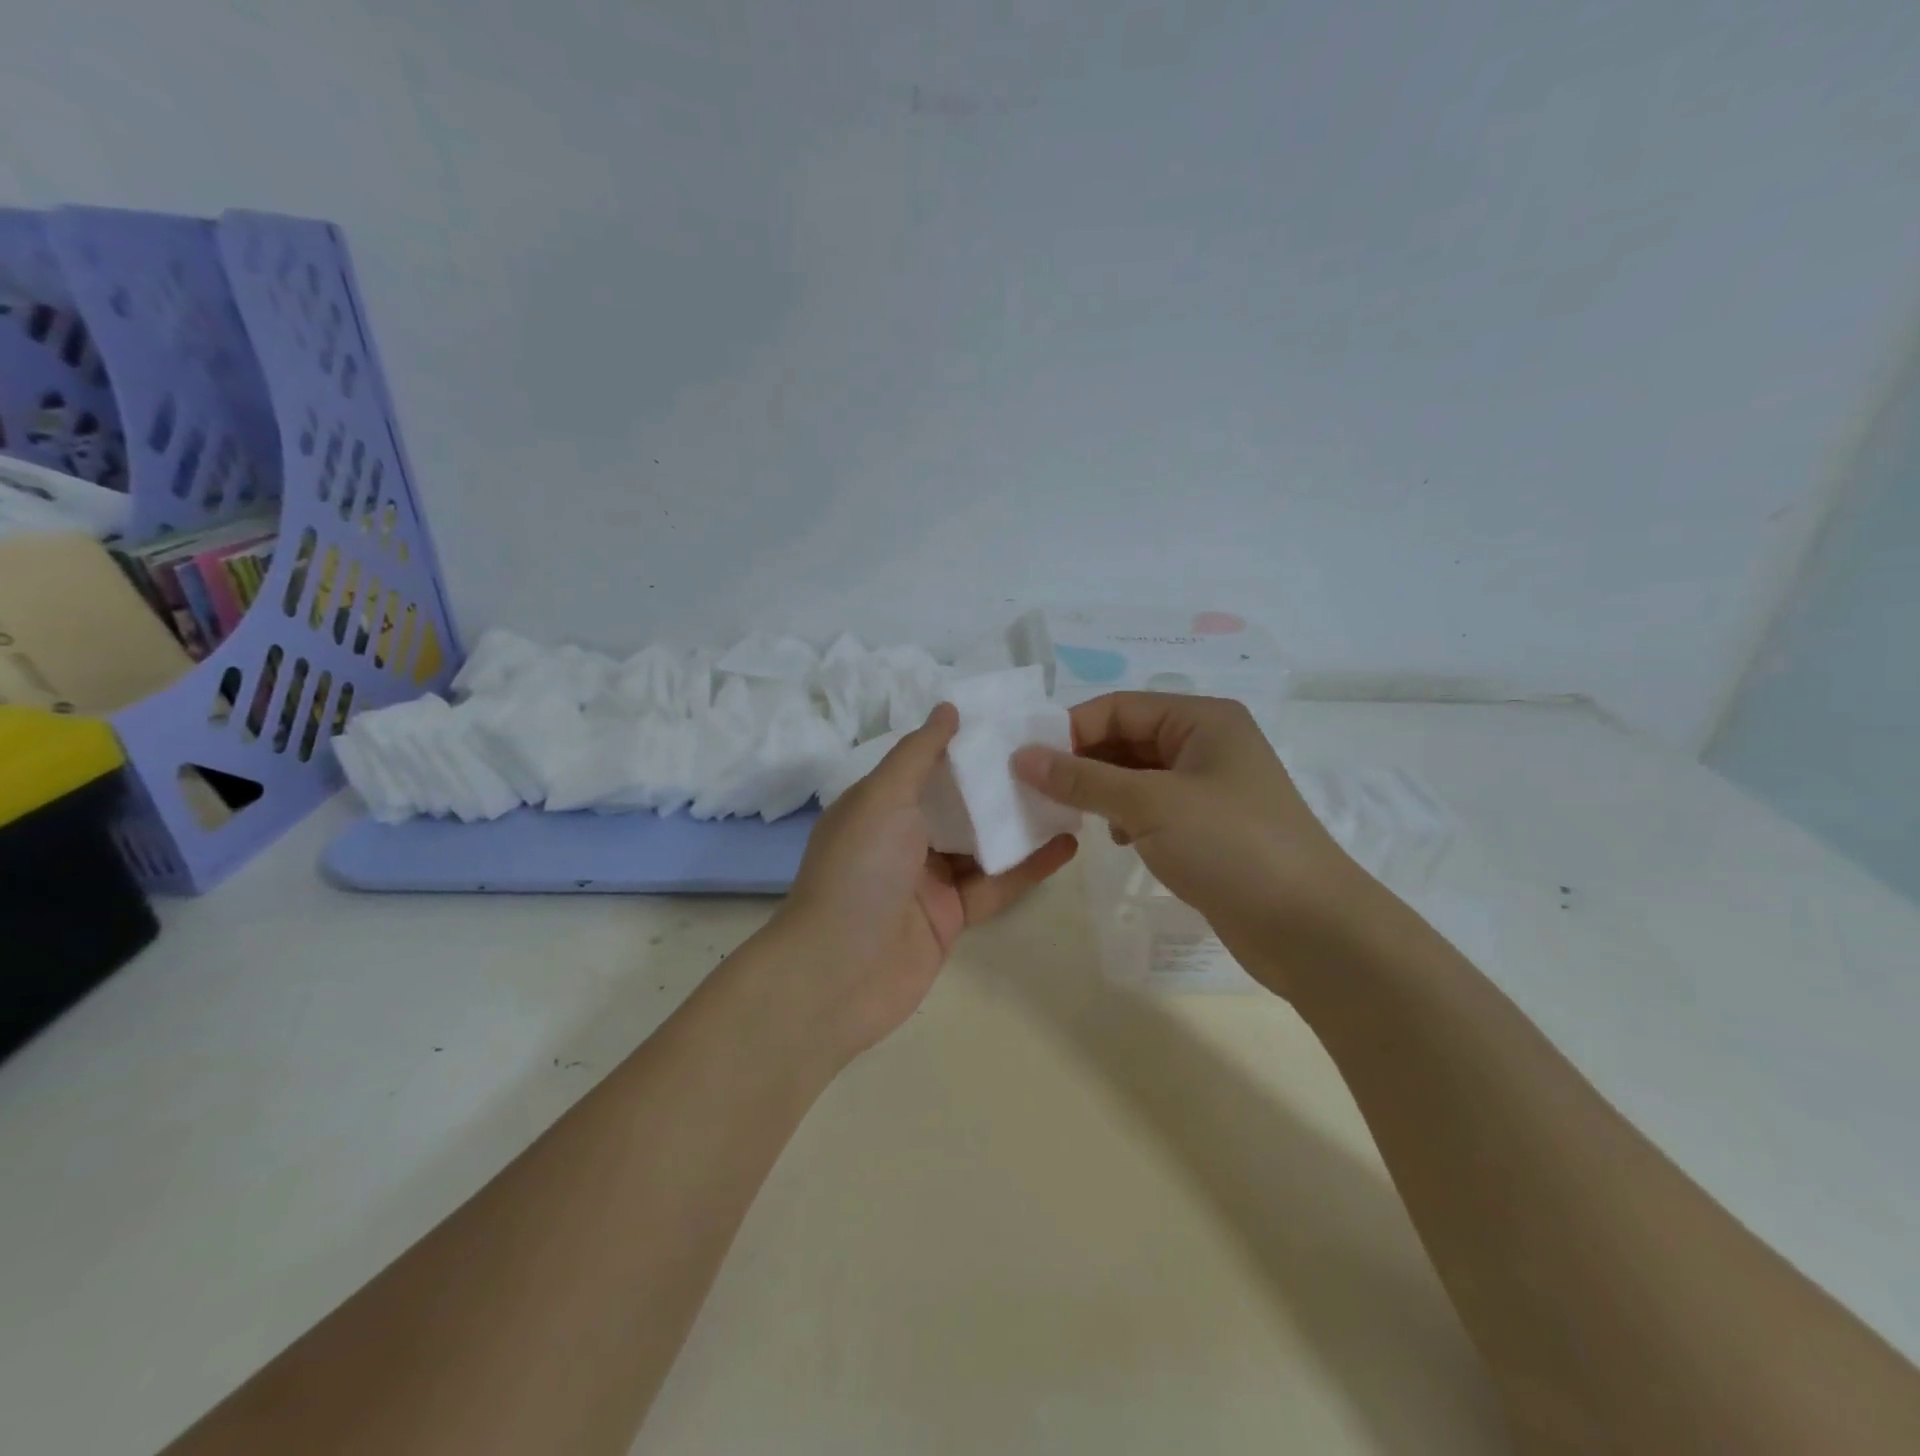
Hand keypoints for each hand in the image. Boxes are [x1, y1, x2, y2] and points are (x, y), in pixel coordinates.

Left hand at [771, 703, 1077, 1062]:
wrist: (837, 975)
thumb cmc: (858, 872)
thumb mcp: (882, 797)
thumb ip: (918, 753)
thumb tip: (948, 708)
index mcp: (879, 804)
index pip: (928, 764)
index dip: (966, 744)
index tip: (1012, 722)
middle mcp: (902, 838)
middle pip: (960, 803)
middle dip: (999, 782)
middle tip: (1053, 756)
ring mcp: (928, 880)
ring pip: (983, 843)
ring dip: (1021, 823)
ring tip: (1070, 794)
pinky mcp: (952, 917)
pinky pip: (996, 885)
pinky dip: (1029, 867)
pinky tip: (1067, 845)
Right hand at [1013, 693, 1375, 994]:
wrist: (1310, 929)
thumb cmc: (1231, 847)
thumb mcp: (1149, 805)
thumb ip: (1082, 779)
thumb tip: (1022, 757)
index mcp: (1201, 719)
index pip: (1118, 707)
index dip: (1070, 730)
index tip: (1025, 762)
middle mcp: (1207, 744)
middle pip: (1126, 739)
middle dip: (1082, 762)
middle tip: (1034, 791)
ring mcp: (1210, 788)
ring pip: (1136, 776)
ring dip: (1101, 791)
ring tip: (1069, 816)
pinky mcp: (1209, 828)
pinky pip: (1152, 808)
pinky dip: (1125, 817)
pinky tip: (1114, 838)